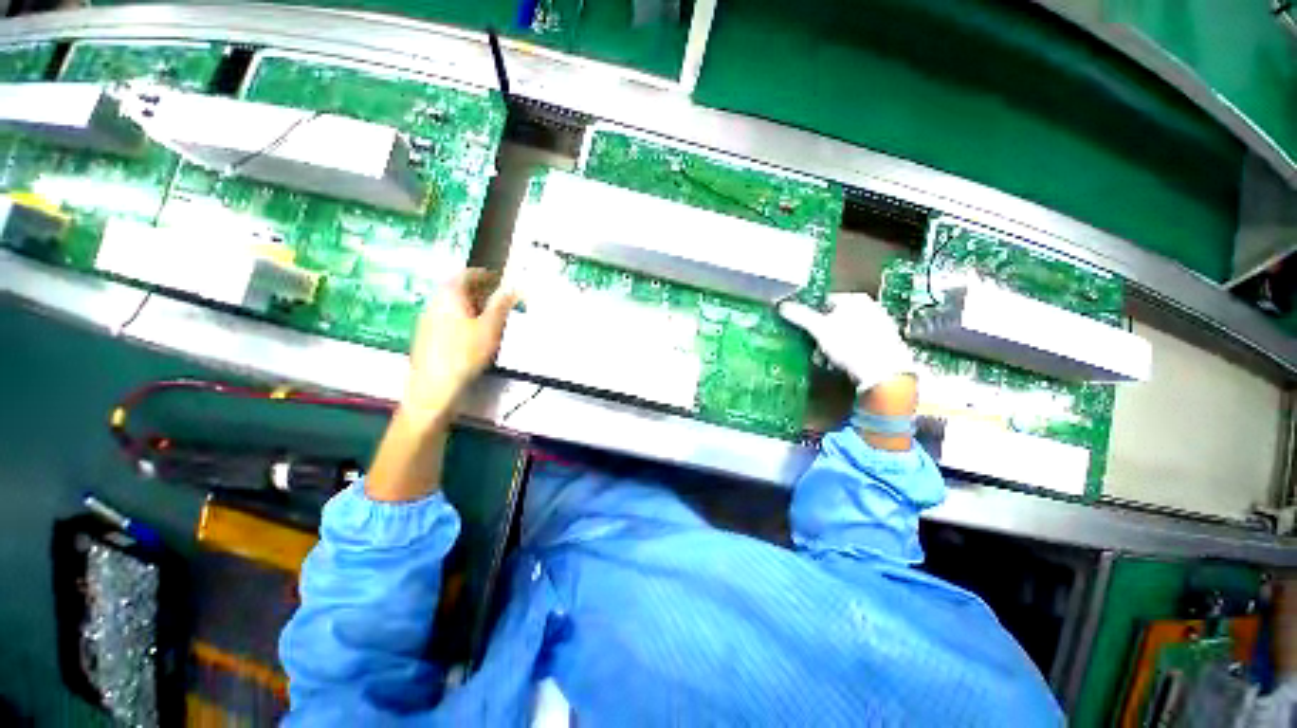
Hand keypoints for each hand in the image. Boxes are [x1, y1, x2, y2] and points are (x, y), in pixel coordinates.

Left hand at [403, 268, 518, 419]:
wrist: (433, 385)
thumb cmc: (465, 353)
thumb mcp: (491, 327)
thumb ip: (502, 305)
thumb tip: (514, 287)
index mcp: (449, 295)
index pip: (466, 274)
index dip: (484, 275)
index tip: (499, 280)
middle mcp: (434, 302)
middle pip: (457, 289)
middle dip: (479, 291)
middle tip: (498, 299)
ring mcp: (427, 320)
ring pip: (452, 305)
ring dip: (471, 306)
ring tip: (490, 317)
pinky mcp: (426, 336)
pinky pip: (447, 318)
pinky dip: (463, 318)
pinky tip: (474, 335)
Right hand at [779, 292, 914, 393]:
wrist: (884, 372)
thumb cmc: (851, 345)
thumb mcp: (819, 329)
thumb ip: (800, 316)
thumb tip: (783, 306)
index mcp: (854, 299)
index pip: (824, 301)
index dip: (811, 316)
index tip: (805, 329)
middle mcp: (870, 307)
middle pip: (836, 317)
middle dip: (822, 332)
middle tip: (815, 346)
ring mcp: (880, 324)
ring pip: (847, 331)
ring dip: (833, 344)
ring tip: (827, 358)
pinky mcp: (885, 342)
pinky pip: (859, 342)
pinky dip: (848, 350)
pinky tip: (843, 362)